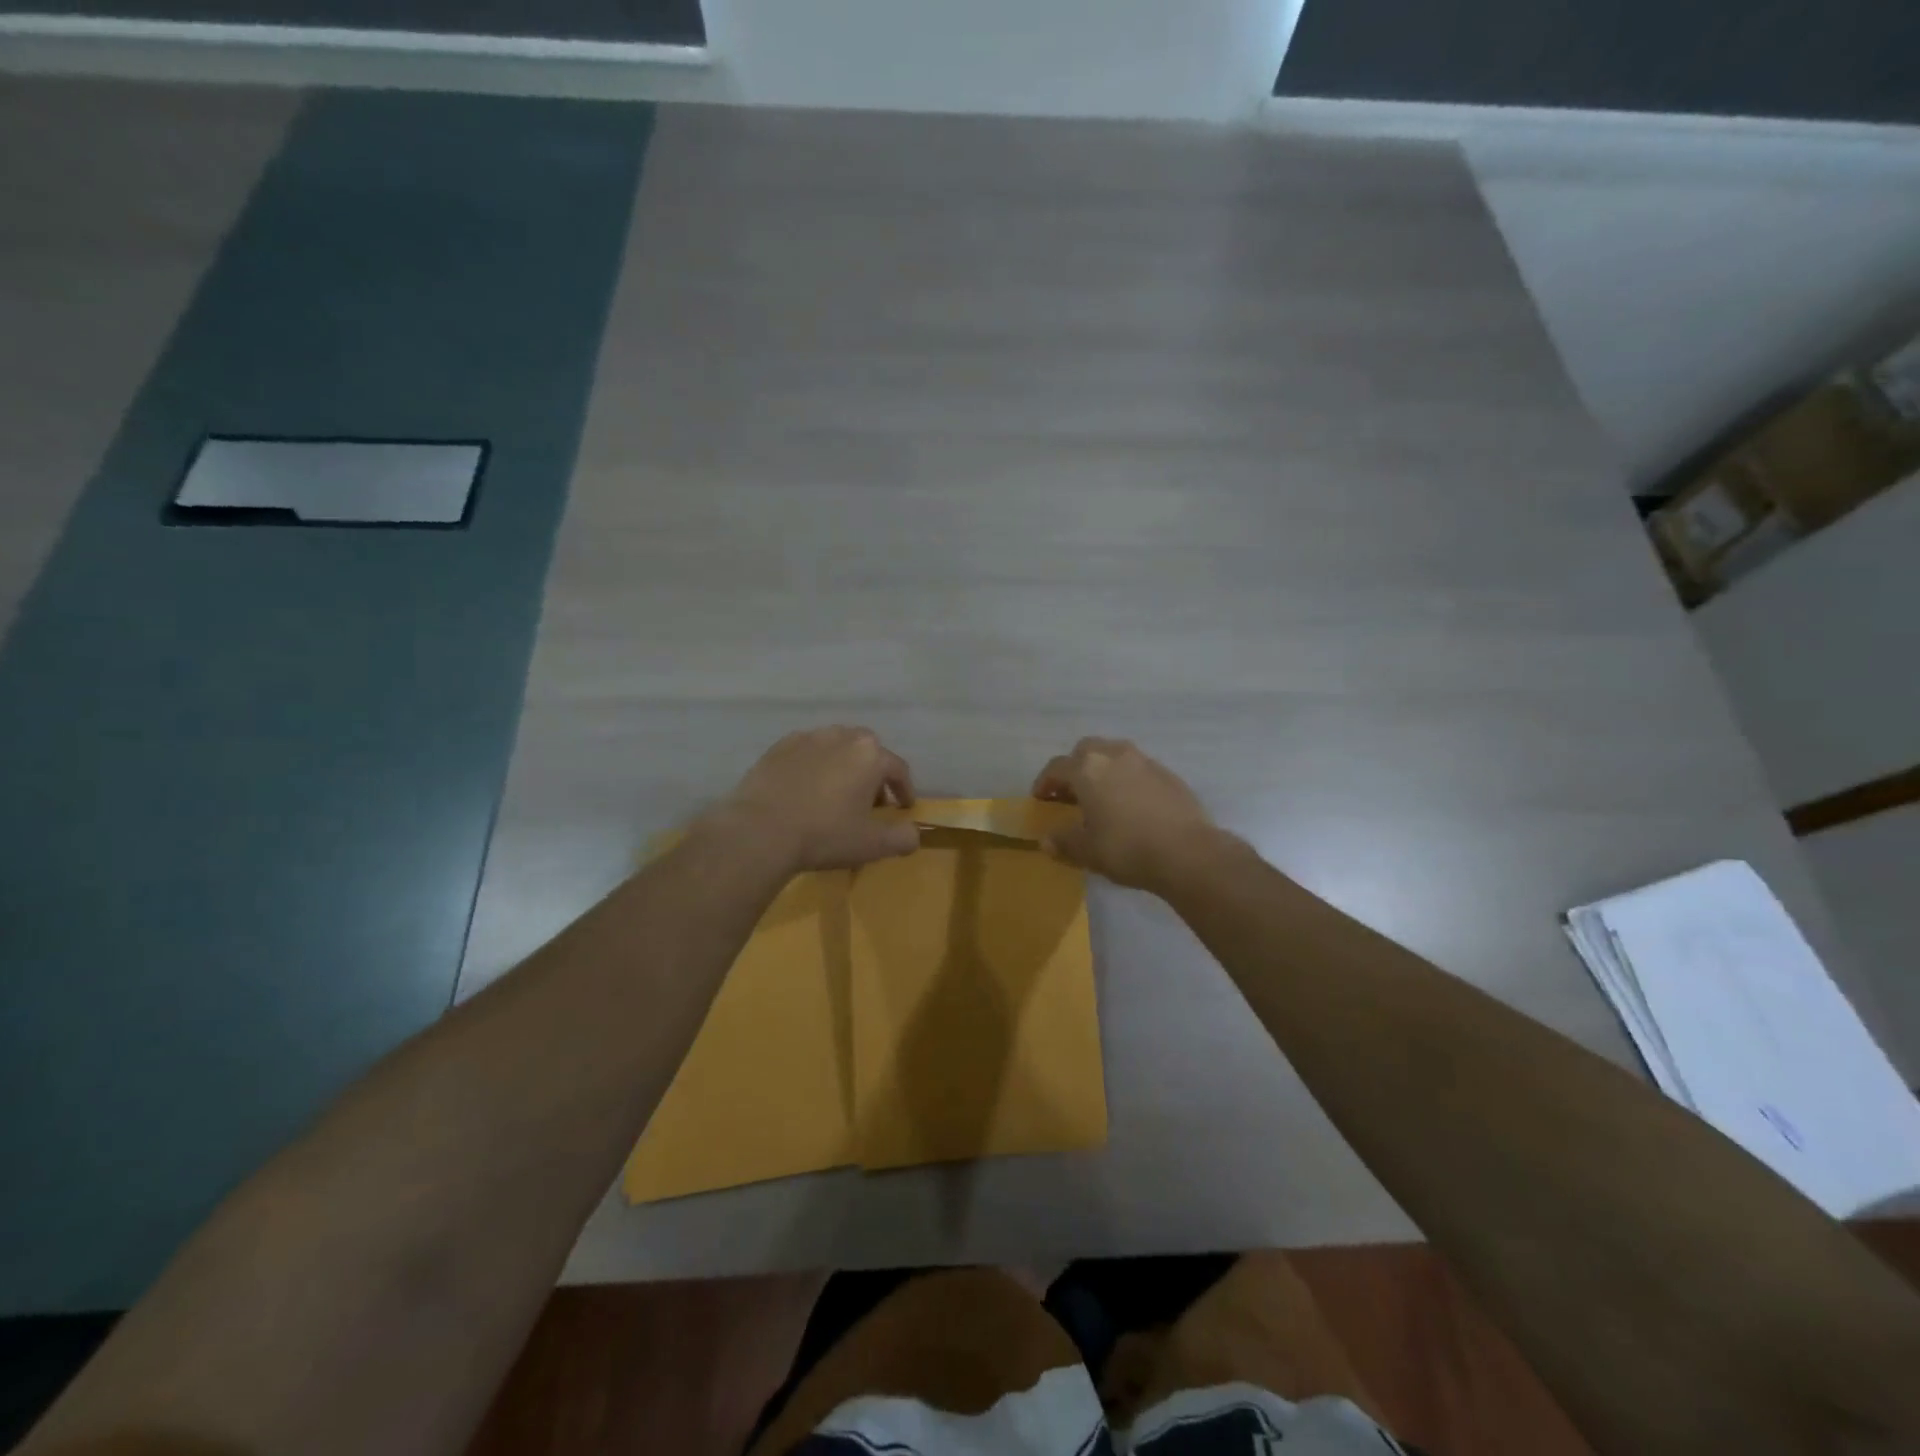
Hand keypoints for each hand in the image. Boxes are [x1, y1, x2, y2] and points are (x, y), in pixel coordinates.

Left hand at [714, 726, 918, 871]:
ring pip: (836, 747)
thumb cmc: (824, 835)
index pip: (898, 769)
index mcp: (870, 755)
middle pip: (867, 751)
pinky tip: (805, 788)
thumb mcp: (872, 845)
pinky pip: (806, 752)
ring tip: (835, 792)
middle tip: (869, 801)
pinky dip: (813, 765)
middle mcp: (842, 736)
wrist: (760, 831)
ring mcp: (808, 738)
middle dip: (873, 773)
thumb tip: (913, 834)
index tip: (902, 808)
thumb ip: (902, 838)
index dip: (904, 790)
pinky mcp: (778, 747)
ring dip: (843, 765)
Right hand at [1032, 737, 1215, 892]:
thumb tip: (1046, 840)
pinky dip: (1127, 779)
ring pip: (1115, 754)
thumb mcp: (1087, 851)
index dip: (1044, 782)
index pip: (1056, 767)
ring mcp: (1145, 762)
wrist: (1187, 852)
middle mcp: (1115, 756)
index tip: (1040, 799)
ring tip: (1102, 796)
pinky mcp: (1169, 774)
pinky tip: (1131, 804)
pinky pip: (1138, 769)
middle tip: (1071, 792)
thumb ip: (1063, 842)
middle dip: (1074, 767)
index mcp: (1088, 769)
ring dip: (1102, 770)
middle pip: (1086, 750)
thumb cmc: (1127, 848)